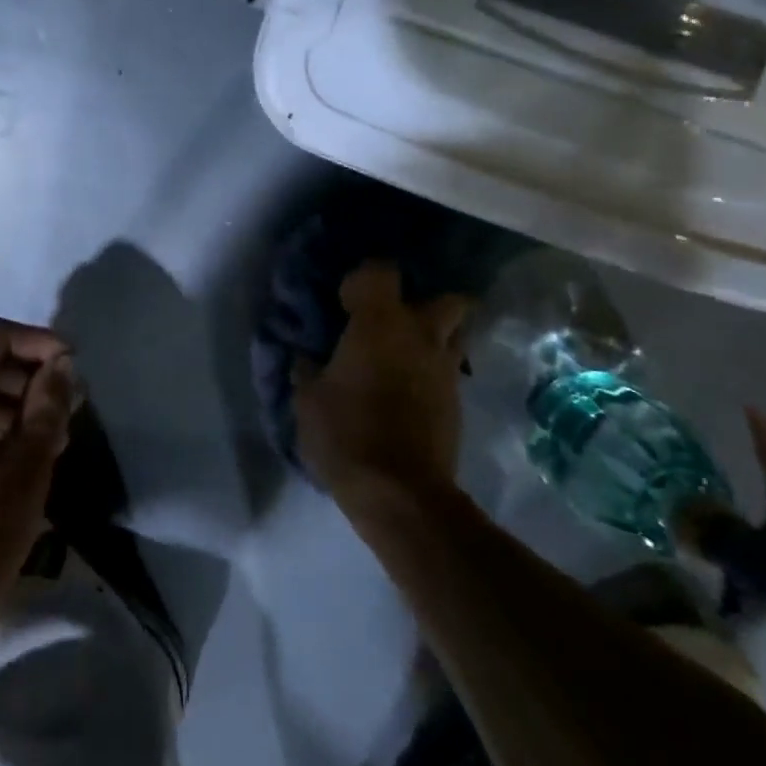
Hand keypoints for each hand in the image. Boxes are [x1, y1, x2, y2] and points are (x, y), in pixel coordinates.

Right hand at [294, 262, 470, 505]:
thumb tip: (307, 358)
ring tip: (405, 354)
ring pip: (454, 334)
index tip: (344, 303)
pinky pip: (449, 370)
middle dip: (424, 302)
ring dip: (434, 336)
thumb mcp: (307, 400)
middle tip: (392, 321)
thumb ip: (308, 370)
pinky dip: (433, 371)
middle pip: (447, 298)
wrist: (401, 493)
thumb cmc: (346, 434)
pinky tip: (409, 390)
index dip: (363, 280)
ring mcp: (446, 368)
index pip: (381, 271)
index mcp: (379, 323)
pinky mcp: (457, 401)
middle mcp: (420, 335)